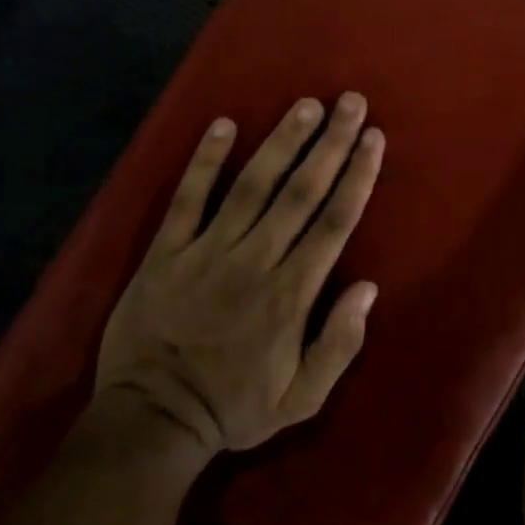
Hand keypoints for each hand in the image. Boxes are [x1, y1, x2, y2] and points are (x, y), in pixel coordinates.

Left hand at [92, 94, 383, 456]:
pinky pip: (187, 198)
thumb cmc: (232, 407)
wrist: (150, 422)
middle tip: (351, 102)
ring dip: (282, 141)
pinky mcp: (166, 251)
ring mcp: (207, 251)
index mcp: (291, 294)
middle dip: (331, 143)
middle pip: (301, 191)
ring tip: (306, 105)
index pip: (334, 222)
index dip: (357, 176)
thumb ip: (339, 344)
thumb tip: (368, 286)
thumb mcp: (301, 399)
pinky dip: (205, 161)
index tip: (373, 138)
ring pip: (252, 185)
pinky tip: (223, 125)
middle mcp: (255, 260)